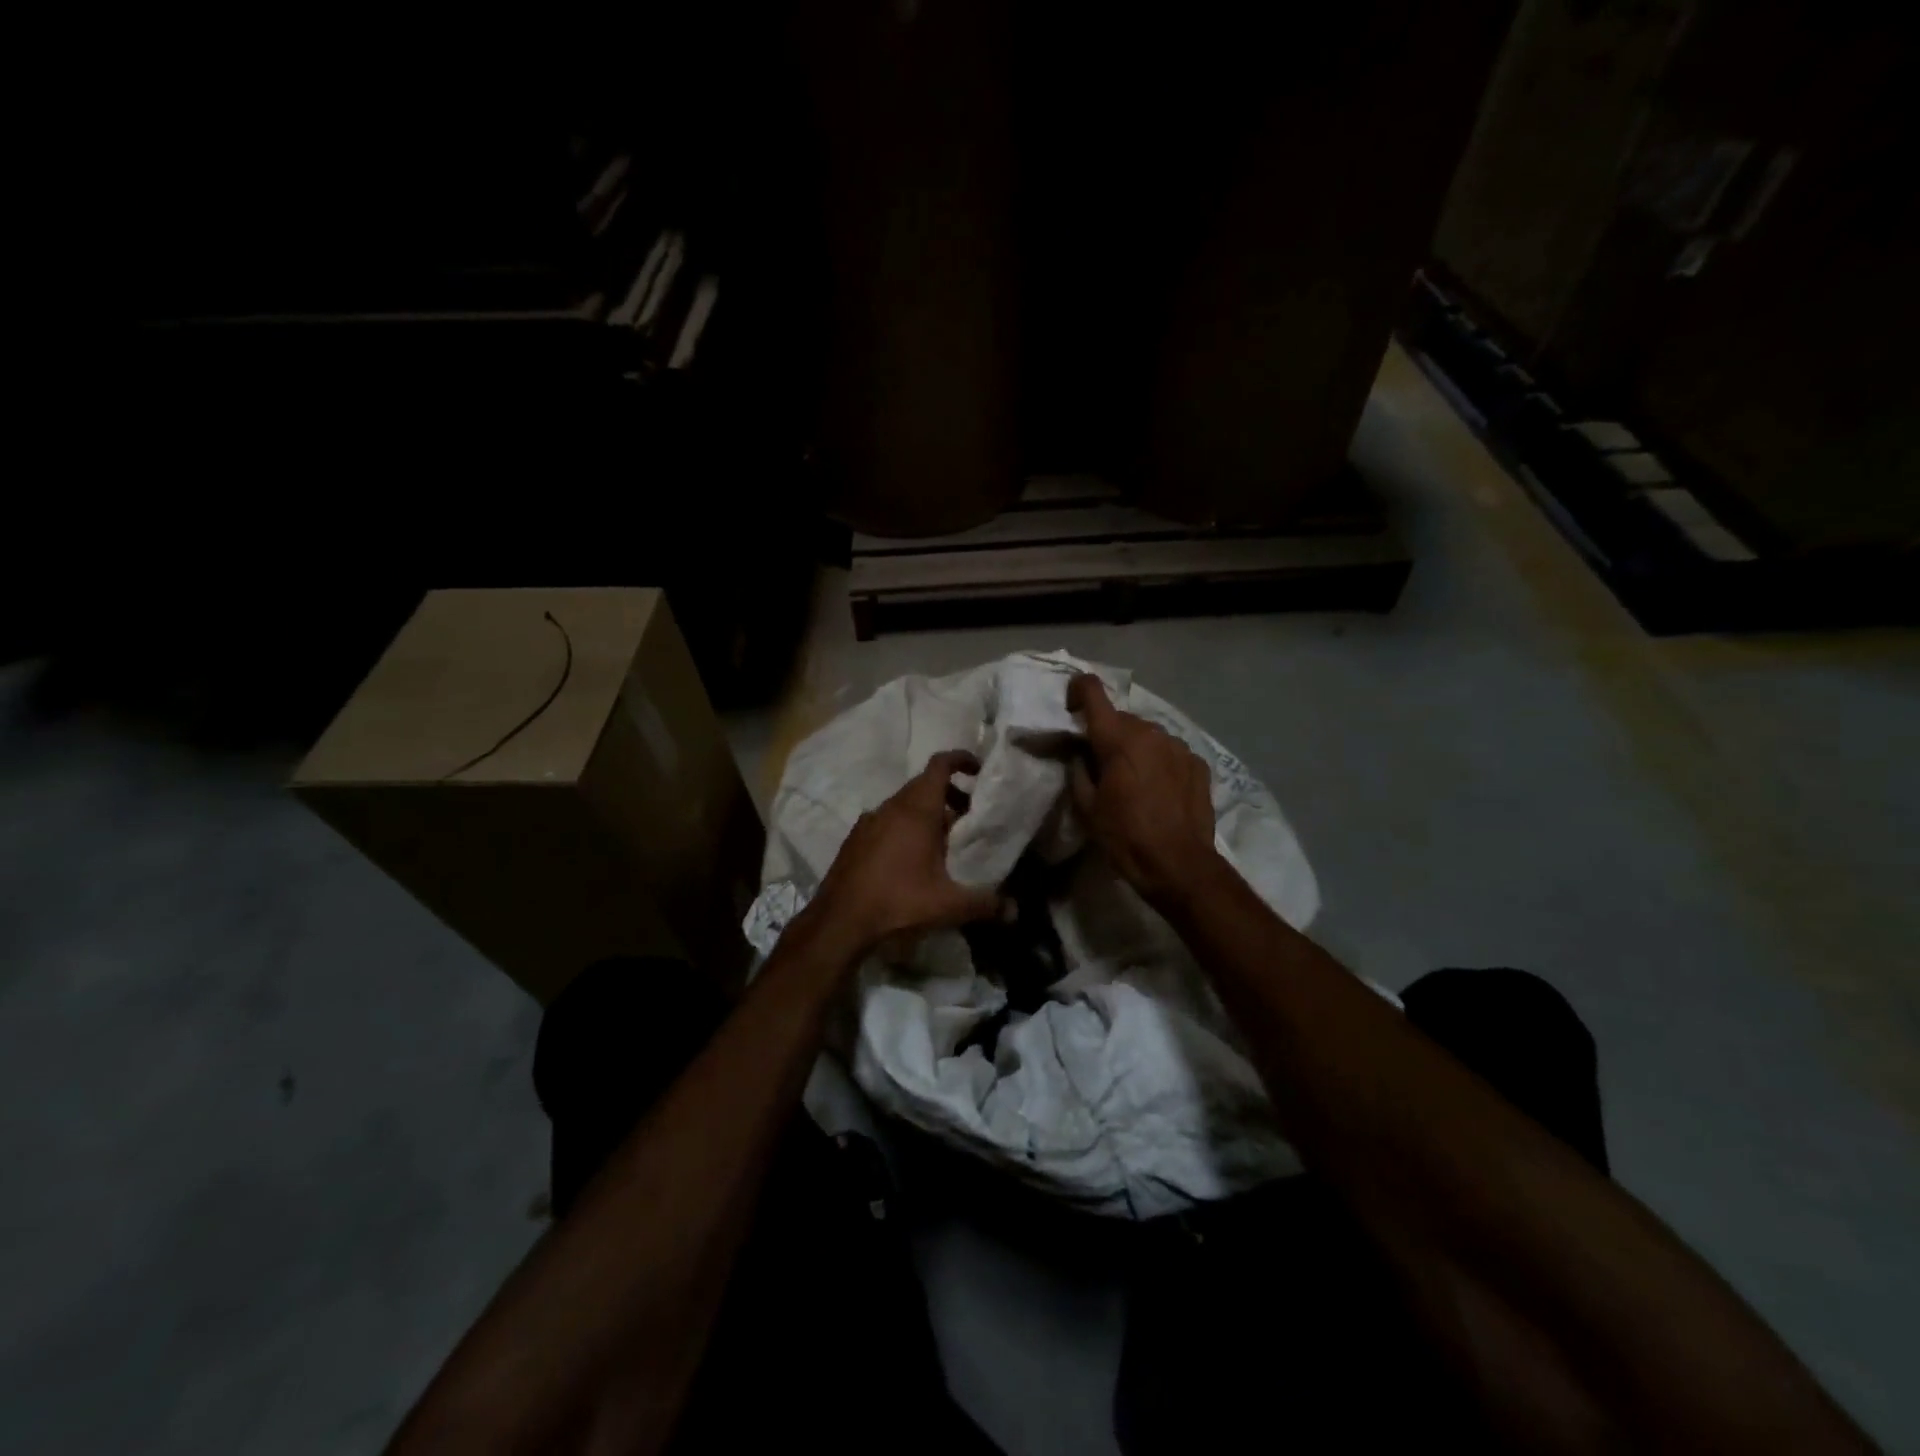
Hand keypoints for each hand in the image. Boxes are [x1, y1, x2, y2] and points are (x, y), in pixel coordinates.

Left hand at [810, 750, 1005, 953]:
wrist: (839, 920)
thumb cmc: (898, 901)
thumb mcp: (949, 905)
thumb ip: (986, 904)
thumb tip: (1015, 912)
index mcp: (917, 809)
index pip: (940, 765)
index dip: (961, 759)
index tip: (979, 771)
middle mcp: (891, 807)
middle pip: (924, 785)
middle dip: (950, 794)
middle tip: (969, 817)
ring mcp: (869, 821)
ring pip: (904, 804)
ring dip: (927, 813)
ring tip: (944, 842)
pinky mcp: (855, 839)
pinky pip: (887, 821)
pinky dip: (904, 827)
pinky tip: (911, 859)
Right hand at [1068, 674, 1221, 906]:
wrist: (1179, 865)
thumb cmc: (1125, 837)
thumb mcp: (1087, 808)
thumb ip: (1079, 771)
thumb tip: (1080, 754)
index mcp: (1117, 738)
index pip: (1093, 690)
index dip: (1078, 690)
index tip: (1072, 707)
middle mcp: (1150, 731)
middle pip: (1121, 718)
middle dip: (1108, 734)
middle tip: (1102, 765)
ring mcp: (1178, 745)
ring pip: (1148, 734)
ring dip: (1136, 748)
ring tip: (1134, 781)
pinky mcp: (1198, 762)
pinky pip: (1170, 752)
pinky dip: (1160, 762)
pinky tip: (1159, 790)